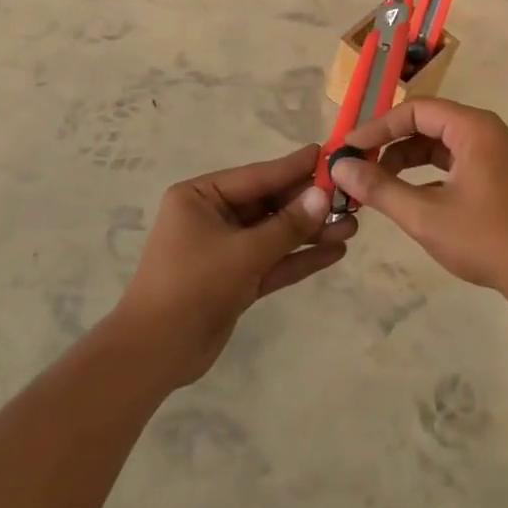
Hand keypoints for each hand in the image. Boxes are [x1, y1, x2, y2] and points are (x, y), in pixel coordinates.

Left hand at [112, 144, 355, 385]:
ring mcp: (224, 250)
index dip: (294, 167)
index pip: (256, 176)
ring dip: (309, 232)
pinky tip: (335, 252)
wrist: (155, 353)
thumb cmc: (193, 285)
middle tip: (350, 197)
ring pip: (274, 235)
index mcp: (200, 197)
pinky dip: (300, 258)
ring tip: (352, 226)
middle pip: (268, 204)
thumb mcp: (243, 252)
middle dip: (308, 205)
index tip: (328, 154)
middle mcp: (212, 217)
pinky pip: (272, 261)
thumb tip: (323, 195)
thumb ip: (286, 226)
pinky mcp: (235, 280)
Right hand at [329, 99, 507, 301]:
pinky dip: (426, 174)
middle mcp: (485, 132)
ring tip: (376, 185)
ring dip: (405, 160)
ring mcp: (493, 155)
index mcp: (473, 128)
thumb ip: (380, 188)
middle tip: (358, 165)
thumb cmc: (487, 239)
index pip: (415, 110)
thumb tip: (340, 167)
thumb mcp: (425, 215)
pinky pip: (452, 162)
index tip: (348, 149)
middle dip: (389, 143)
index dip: (378, 127)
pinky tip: (407, 198)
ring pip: (438, 144)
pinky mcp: (496, 177)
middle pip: (426, 123)